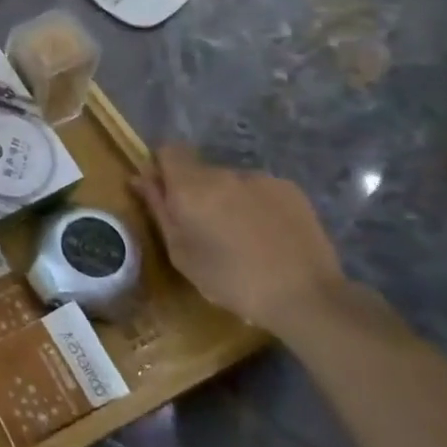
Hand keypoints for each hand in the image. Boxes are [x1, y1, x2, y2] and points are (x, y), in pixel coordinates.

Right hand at [129, 143, 345, 337]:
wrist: (306, 296)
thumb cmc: (231, 280)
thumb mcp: (181, 252)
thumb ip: (159, 209)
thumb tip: (140, 178)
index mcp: (192, 186)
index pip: (169, 150)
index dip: (163, 167)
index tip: (166, 195)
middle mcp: (225, 172)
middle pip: (200, 170)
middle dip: (196, 191)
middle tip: (204, 228)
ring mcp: (261, 178)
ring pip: (231, 182)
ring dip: (227, 199)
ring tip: (240, 237)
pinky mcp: (291, 189)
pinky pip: (259, 190)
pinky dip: (256, 205)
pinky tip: (267, 236)